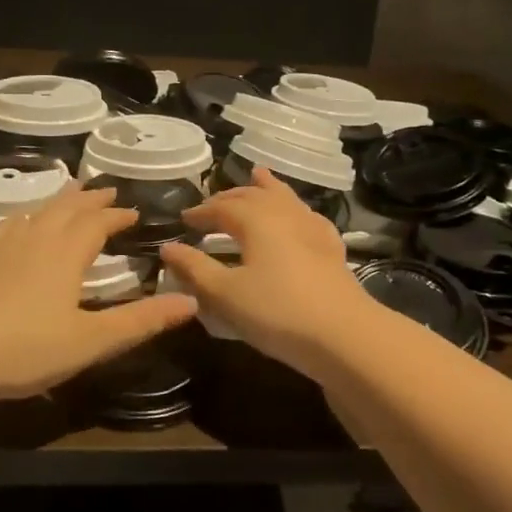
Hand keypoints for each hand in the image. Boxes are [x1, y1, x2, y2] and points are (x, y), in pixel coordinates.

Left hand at [0, 184, 195, 403]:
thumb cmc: (25, 349)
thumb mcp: (92, 341)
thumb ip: (141, 321)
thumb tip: (190, 302)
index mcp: (66, 254)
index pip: (97, 223)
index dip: (117, 215)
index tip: (134, 212)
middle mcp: (35, 240)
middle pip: (67, 208)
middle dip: (90, 199)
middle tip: (107, 190)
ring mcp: (1, 248)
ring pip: (36, 212)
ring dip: (58, 200)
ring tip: (70, 193)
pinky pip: (5, 226)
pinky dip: (22, 216)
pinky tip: (18, 221)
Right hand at [159, 169, 372, 372]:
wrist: (343, 334)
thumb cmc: (277, 312)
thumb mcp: (225, 294)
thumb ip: (194, 269)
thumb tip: (168, 248)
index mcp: (257, 220)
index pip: (222, 206)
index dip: (201, 212)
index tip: (184, 219)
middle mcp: (285, 215)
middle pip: (255, 195)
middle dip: (230, 197)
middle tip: (212, 205)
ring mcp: (313, 229)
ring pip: (285, 199)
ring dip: (267, 188)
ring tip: (258, 176)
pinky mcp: (332, 249)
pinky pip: (309, 217)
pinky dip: (295, 209)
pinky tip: (299, 217)